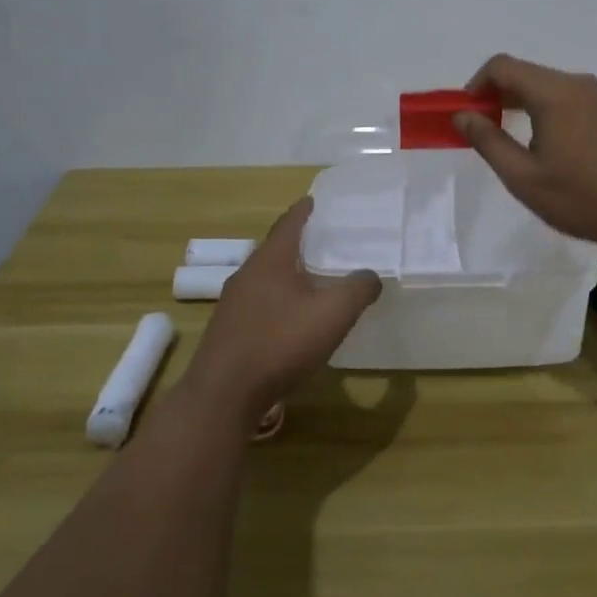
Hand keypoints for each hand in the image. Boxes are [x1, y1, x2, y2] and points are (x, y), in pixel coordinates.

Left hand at [183, 198, 380, 425]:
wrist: (224, 394)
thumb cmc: (280, 342)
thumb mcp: (333, 313)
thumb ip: (359, 288)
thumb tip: (372, 276)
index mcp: (271, 260)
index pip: (289, 223)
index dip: (304, 211)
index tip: (315, 201)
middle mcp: (247, 274)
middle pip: (275, 249)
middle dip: (299, 244)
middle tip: (325, 243)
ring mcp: (233, 304)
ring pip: (266, 278)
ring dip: (288, 275)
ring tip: (313, 280)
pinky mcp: (228, 331)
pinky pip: (259, 304)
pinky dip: (278, 301)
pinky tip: (292, 319)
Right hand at [453, 54, 596, 254]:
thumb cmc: (582, 199)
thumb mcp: (523, 177)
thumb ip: (488, 141)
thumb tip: (462, 115)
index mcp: (554, 93)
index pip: (502, 66)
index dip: (476, 85)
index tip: (467, 114)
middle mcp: (579, 84)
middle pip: (527, 73)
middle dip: (499, 94)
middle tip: (485, 130)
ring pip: (550, 86)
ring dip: (524, 103)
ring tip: (515, 140)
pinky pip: (572, 99)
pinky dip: (550, 110)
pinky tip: (553, 146)